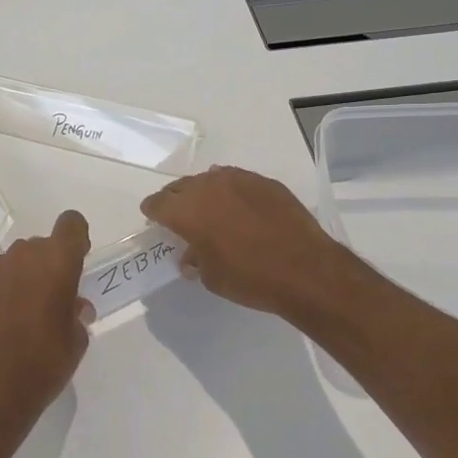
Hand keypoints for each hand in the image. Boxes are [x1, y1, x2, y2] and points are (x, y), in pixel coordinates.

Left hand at [0, 209, 93, 422]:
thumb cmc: (46, 360)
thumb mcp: (76, 340)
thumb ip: (77, 314)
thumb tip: (74, 307)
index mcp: (58, 260)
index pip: (71, 223)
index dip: (76, 239)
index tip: (77, 262)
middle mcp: (24, 255)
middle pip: (41, 245)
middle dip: (48, 264)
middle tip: (52, 299)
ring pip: (15, 261)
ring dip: (23, 277)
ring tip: (24, 313)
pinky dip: (0, 293)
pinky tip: (0, 324)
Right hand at [140, 166, 352, 318]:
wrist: (305, 269)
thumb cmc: (250, 278)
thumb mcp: (212, 278)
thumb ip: (196, 260)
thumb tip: (191, 255)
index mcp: (187, 210)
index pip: (158, 203)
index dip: (152, 211)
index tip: (153, 217)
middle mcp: (209, 186)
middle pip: (182, 186)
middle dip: (176, 199)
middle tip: (178, 215)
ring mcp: (239, 179)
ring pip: (211, 179)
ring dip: (205, 192)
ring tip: (210, 209)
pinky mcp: (265, 182)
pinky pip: (238, 181)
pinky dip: (232, 192)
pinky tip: (240, 208)